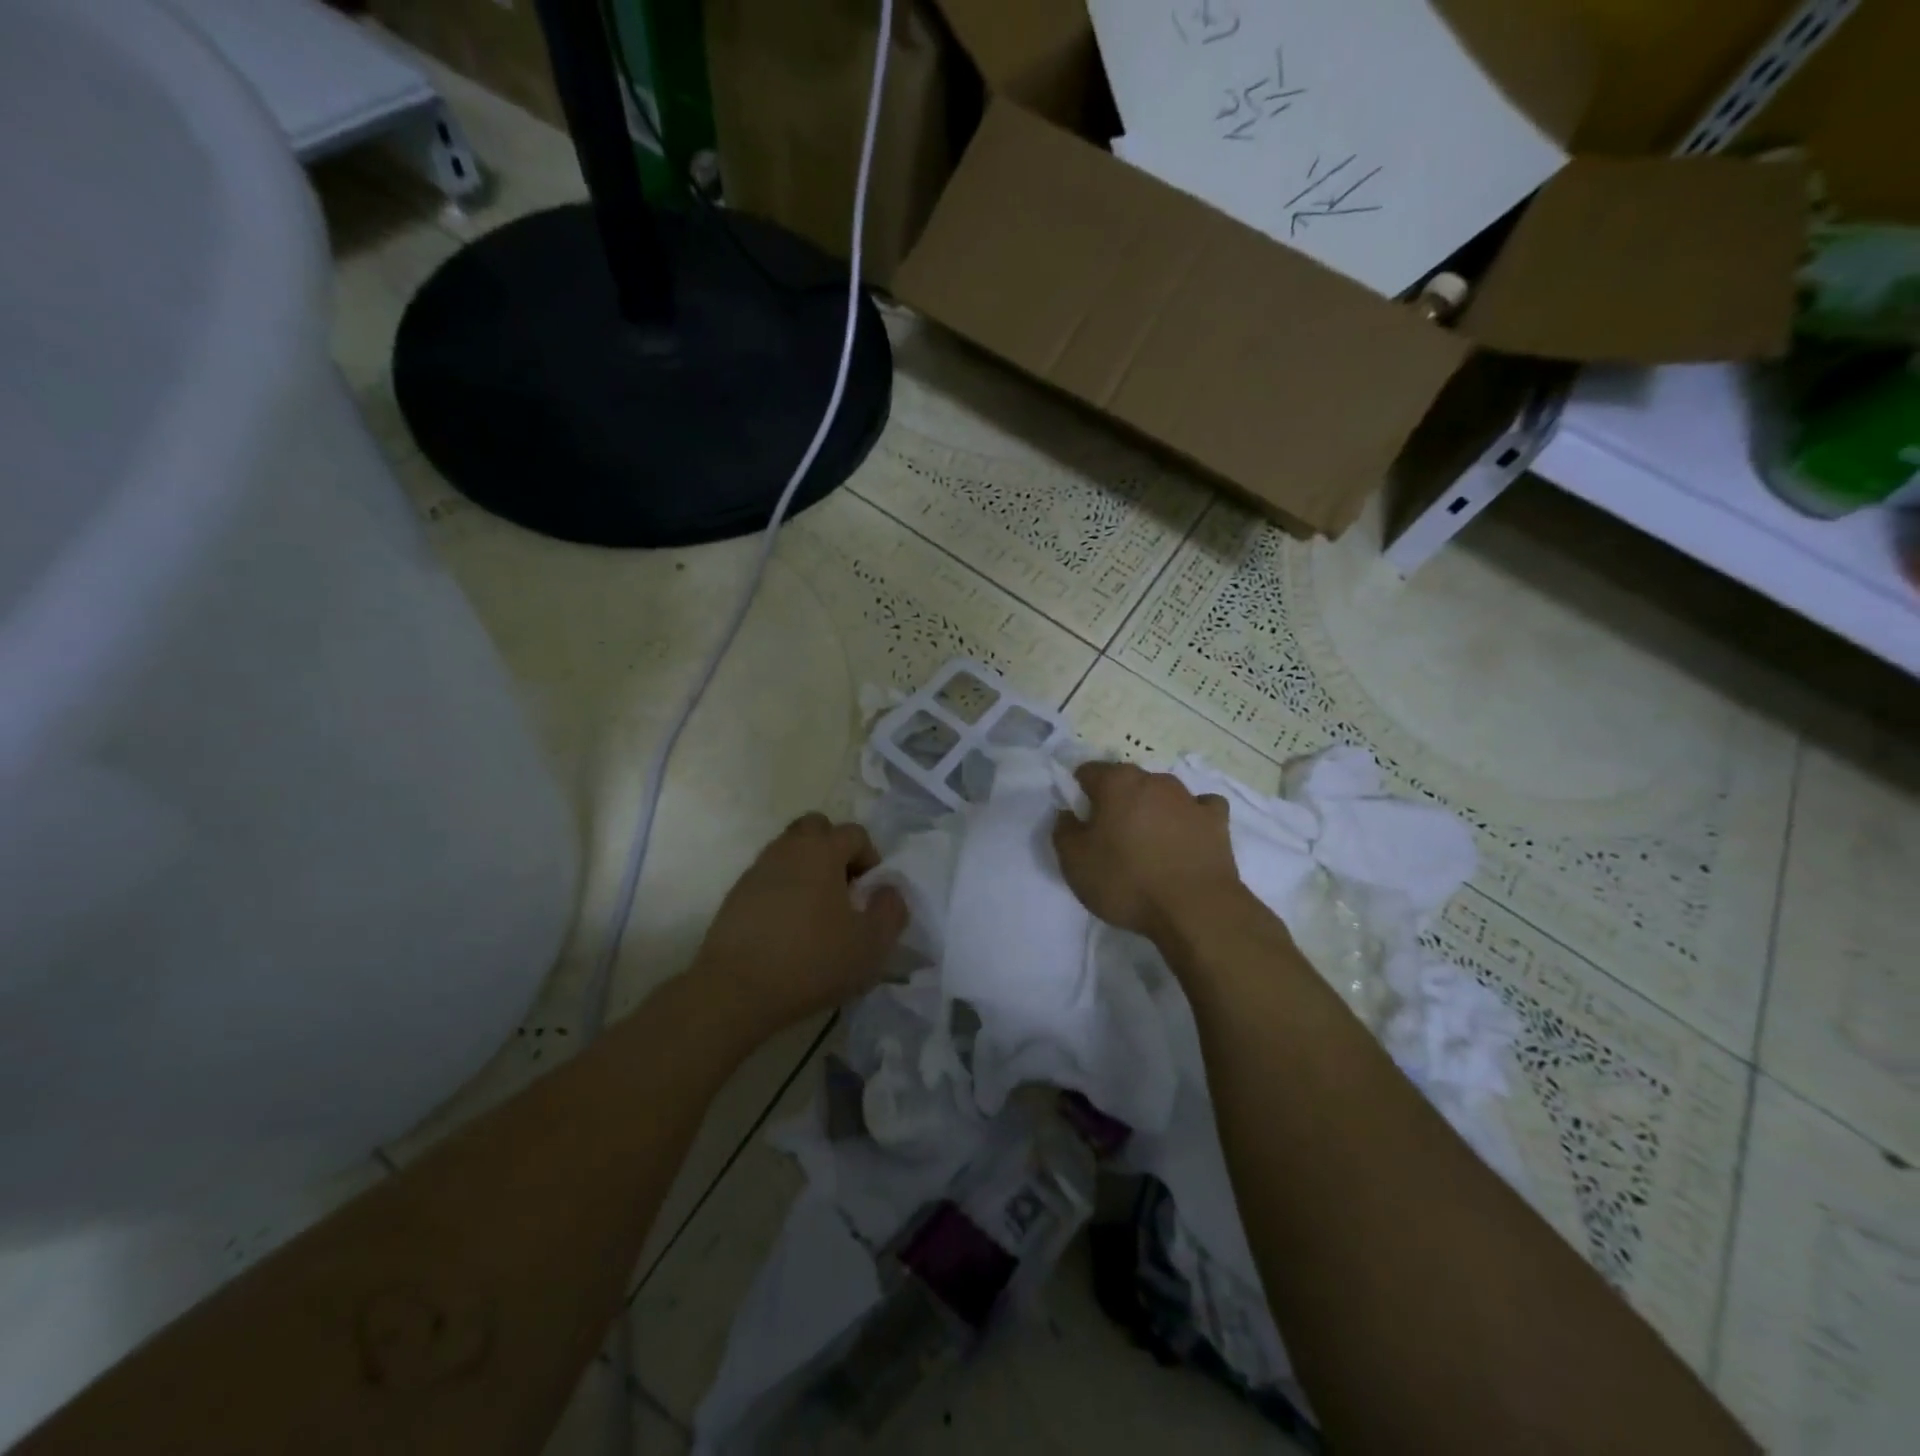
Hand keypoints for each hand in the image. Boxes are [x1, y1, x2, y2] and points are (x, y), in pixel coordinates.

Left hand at [689, 814, 907, 1036]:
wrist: (735, 990)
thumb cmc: (812, 961)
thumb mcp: (871, 944)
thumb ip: (891, 910)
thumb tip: (888, 890)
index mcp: (822, 851)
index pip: (854, 833)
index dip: (870, 858)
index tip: (869, 895)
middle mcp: (788, 849)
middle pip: (816, 829)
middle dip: (834, 849)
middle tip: (842, 889)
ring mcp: (757, 870)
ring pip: (789, 851)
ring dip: (808, 869)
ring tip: (817, 912)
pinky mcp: (736, 895)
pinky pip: (769, 878)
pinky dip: (784, 890)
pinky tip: (789, 928)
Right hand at [1053, 761, 1244, 942]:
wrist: (1194, 909)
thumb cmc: (1127, 882)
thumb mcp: (1075, 863)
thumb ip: (1064, 831)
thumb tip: (1068, 814)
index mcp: (1117, 783)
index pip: (1089, 771)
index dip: (1080, 792)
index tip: (1080, 820)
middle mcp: (1154, 780)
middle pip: (1127, 781)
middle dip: (1117, 800)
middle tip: (1111, 836)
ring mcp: (1189, 798)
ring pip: (1162, 793)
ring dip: (1152, 809)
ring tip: (1150, 843)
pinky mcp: (1217, 820)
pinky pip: (1200, 807)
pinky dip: (1190, 817)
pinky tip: (1186, 836)